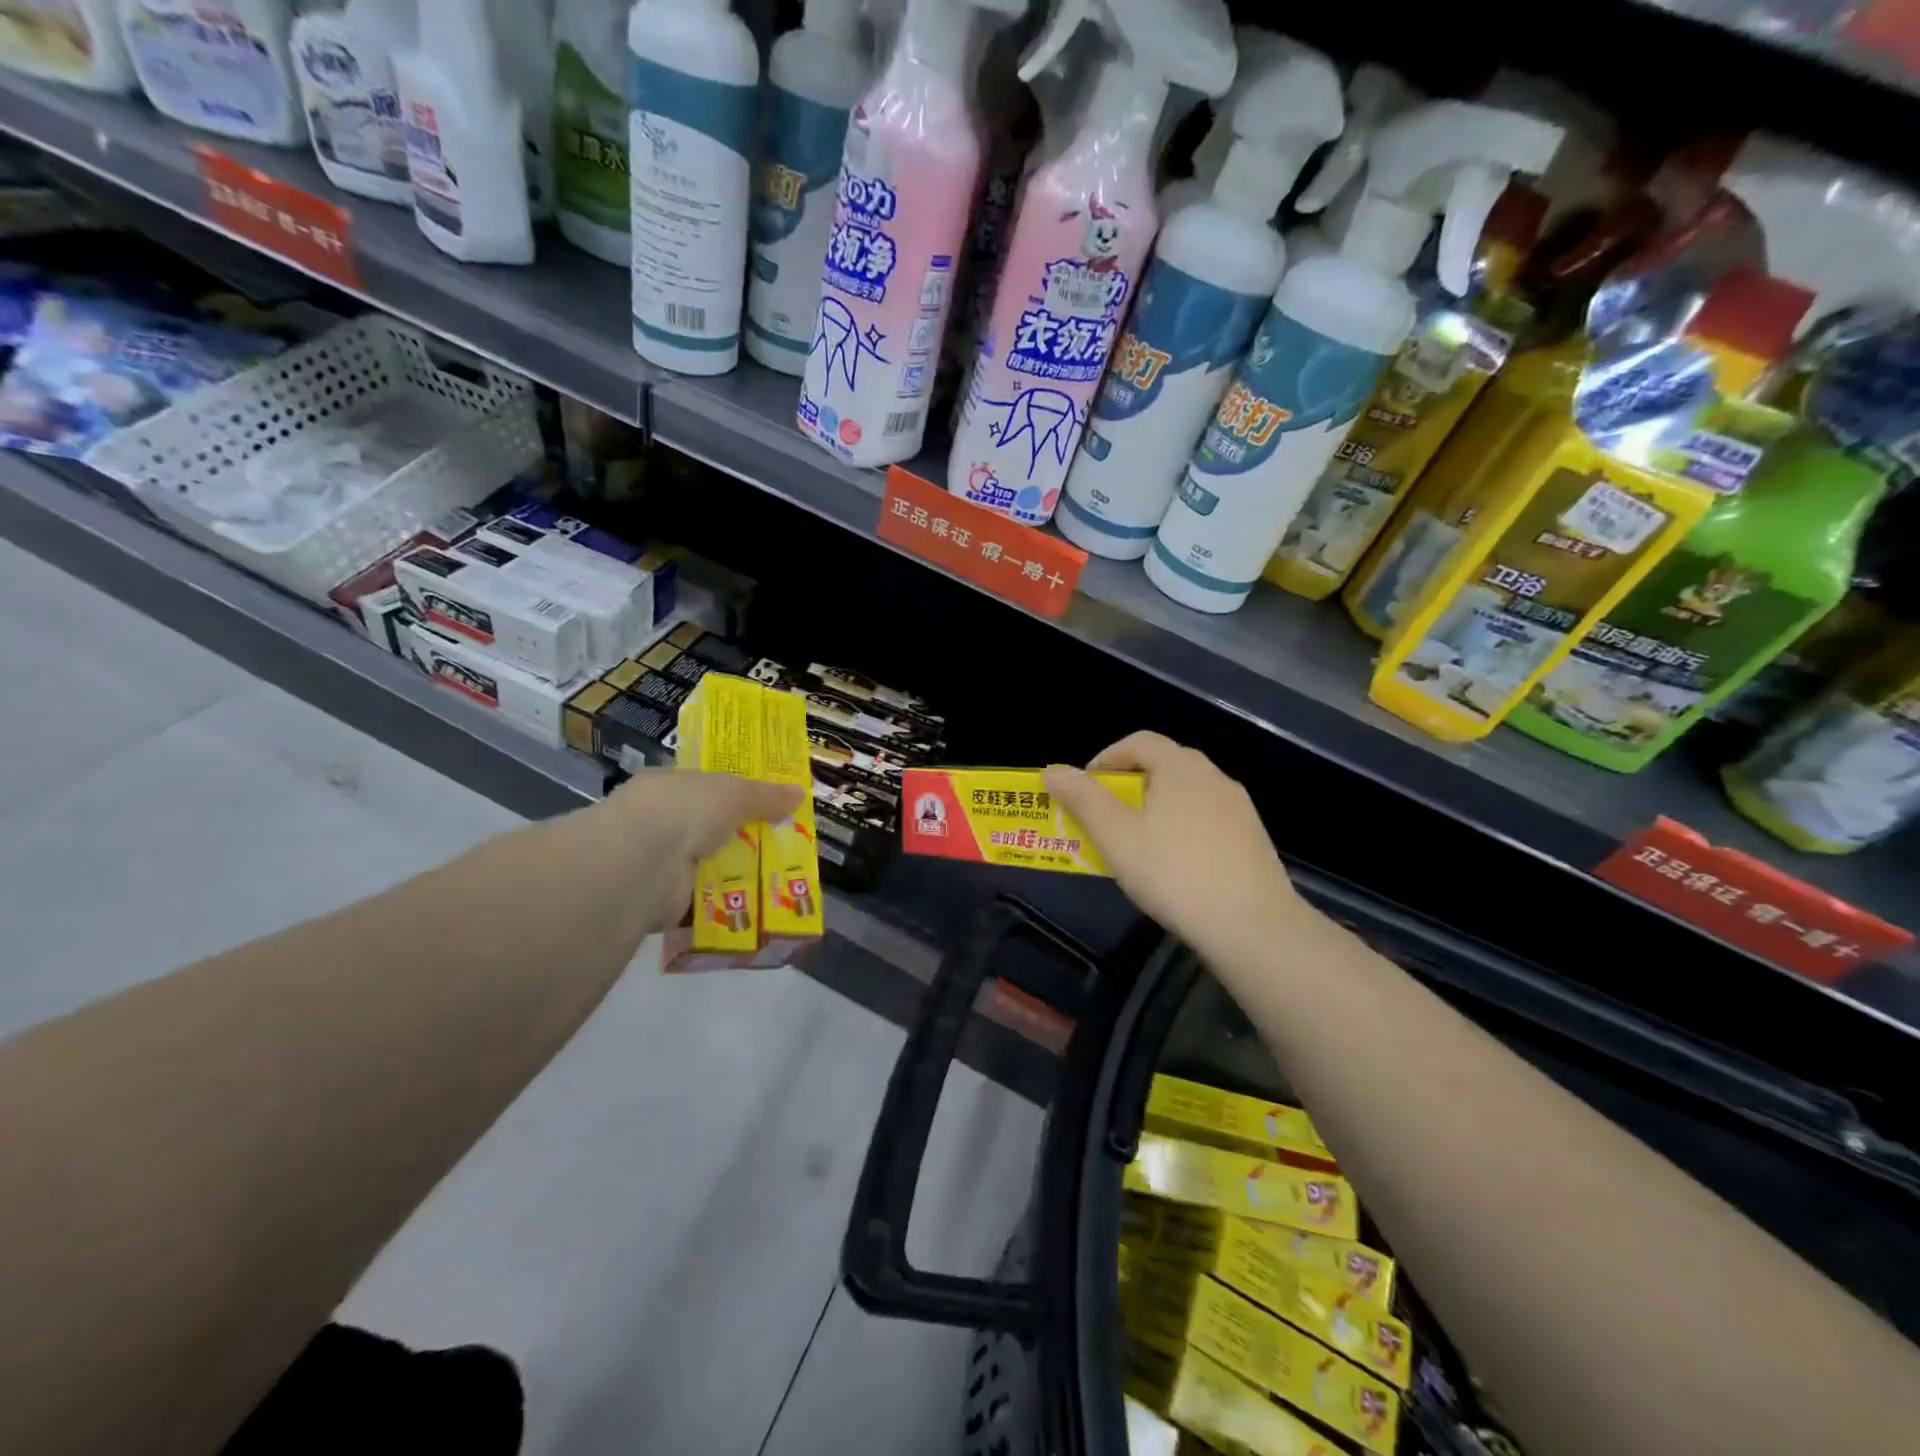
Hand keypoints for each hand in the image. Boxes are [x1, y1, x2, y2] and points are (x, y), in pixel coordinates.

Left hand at [590, 769, 801, 934]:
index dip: (735, 795)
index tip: (767, 806)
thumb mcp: (735, 794)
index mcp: (669, 787)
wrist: (644, 863)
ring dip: (733, 874)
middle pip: (708, 828)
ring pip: (706, 865)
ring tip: (778, 880)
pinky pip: (702, 900)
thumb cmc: (686, 811)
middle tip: (781, 846)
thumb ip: (765, 796)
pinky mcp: (663, 899)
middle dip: (739, 837)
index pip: (704, 787)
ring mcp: (659, 861)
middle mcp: (660, 821)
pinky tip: (754, 907)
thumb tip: (799, 793)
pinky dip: (723, 905)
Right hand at [1045, 732, 1300, 961]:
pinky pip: (1206, 821)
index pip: (1140, 742)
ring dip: (1155, 809)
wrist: (1252, 925)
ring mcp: (1239, 809)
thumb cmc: (1173, 872)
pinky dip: (1181, 830)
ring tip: (1135, 845)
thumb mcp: (1116, 836)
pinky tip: (1174, 867)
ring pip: (1186, 796)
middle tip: (1105, 818)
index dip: (1107, 757)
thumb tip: (1052, 770)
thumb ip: (1082, 799)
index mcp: (1181, 767)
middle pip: (1164, 766)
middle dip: (1129, 785)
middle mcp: (1214, 778)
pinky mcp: (1252, 840)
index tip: (1086, 787)